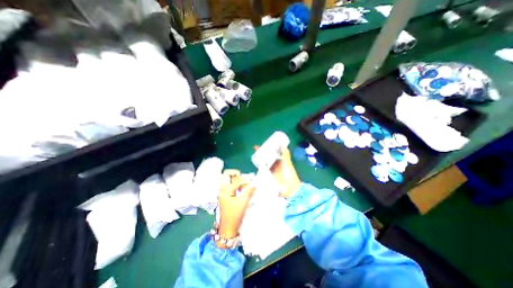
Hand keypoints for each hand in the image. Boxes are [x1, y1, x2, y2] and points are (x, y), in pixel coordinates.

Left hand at [217, 170, 254, 245]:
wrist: (228, 230)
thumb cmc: (234, 216)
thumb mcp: (243, 203)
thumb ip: (249, 191)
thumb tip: (254, 184)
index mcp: (225, 191)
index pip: (237, 180)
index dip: (245, 180)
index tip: (252, 181)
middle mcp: (222, 190)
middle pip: (226, 175)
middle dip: (235, 174)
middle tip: (243, 178)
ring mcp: (223, 194)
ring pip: (227, 180)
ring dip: (235, 179)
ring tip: (243, 183)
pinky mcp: (225, 197)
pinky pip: (229, 186)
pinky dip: (235, 185)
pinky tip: (241, 189)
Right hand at [253, 146, 301, 198]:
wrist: (288, 187)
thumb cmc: (289, 173)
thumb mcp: (287, 162)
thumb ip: (286, 154)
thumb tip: (282, 144)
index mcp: (282, 159)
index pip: (275, 151)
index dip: (270, 147)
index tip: (265, 143)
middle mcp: (276, 163)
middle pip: (268, 155)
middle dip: (262, 151)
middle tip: (257, 147)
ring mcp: (272, 168)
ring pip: (264, 160)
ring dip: (260, 157)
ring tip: (255, 152)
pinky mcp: (268, 173)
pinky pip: (263, 167)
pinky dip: (259, 164)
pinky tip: (255, 160)